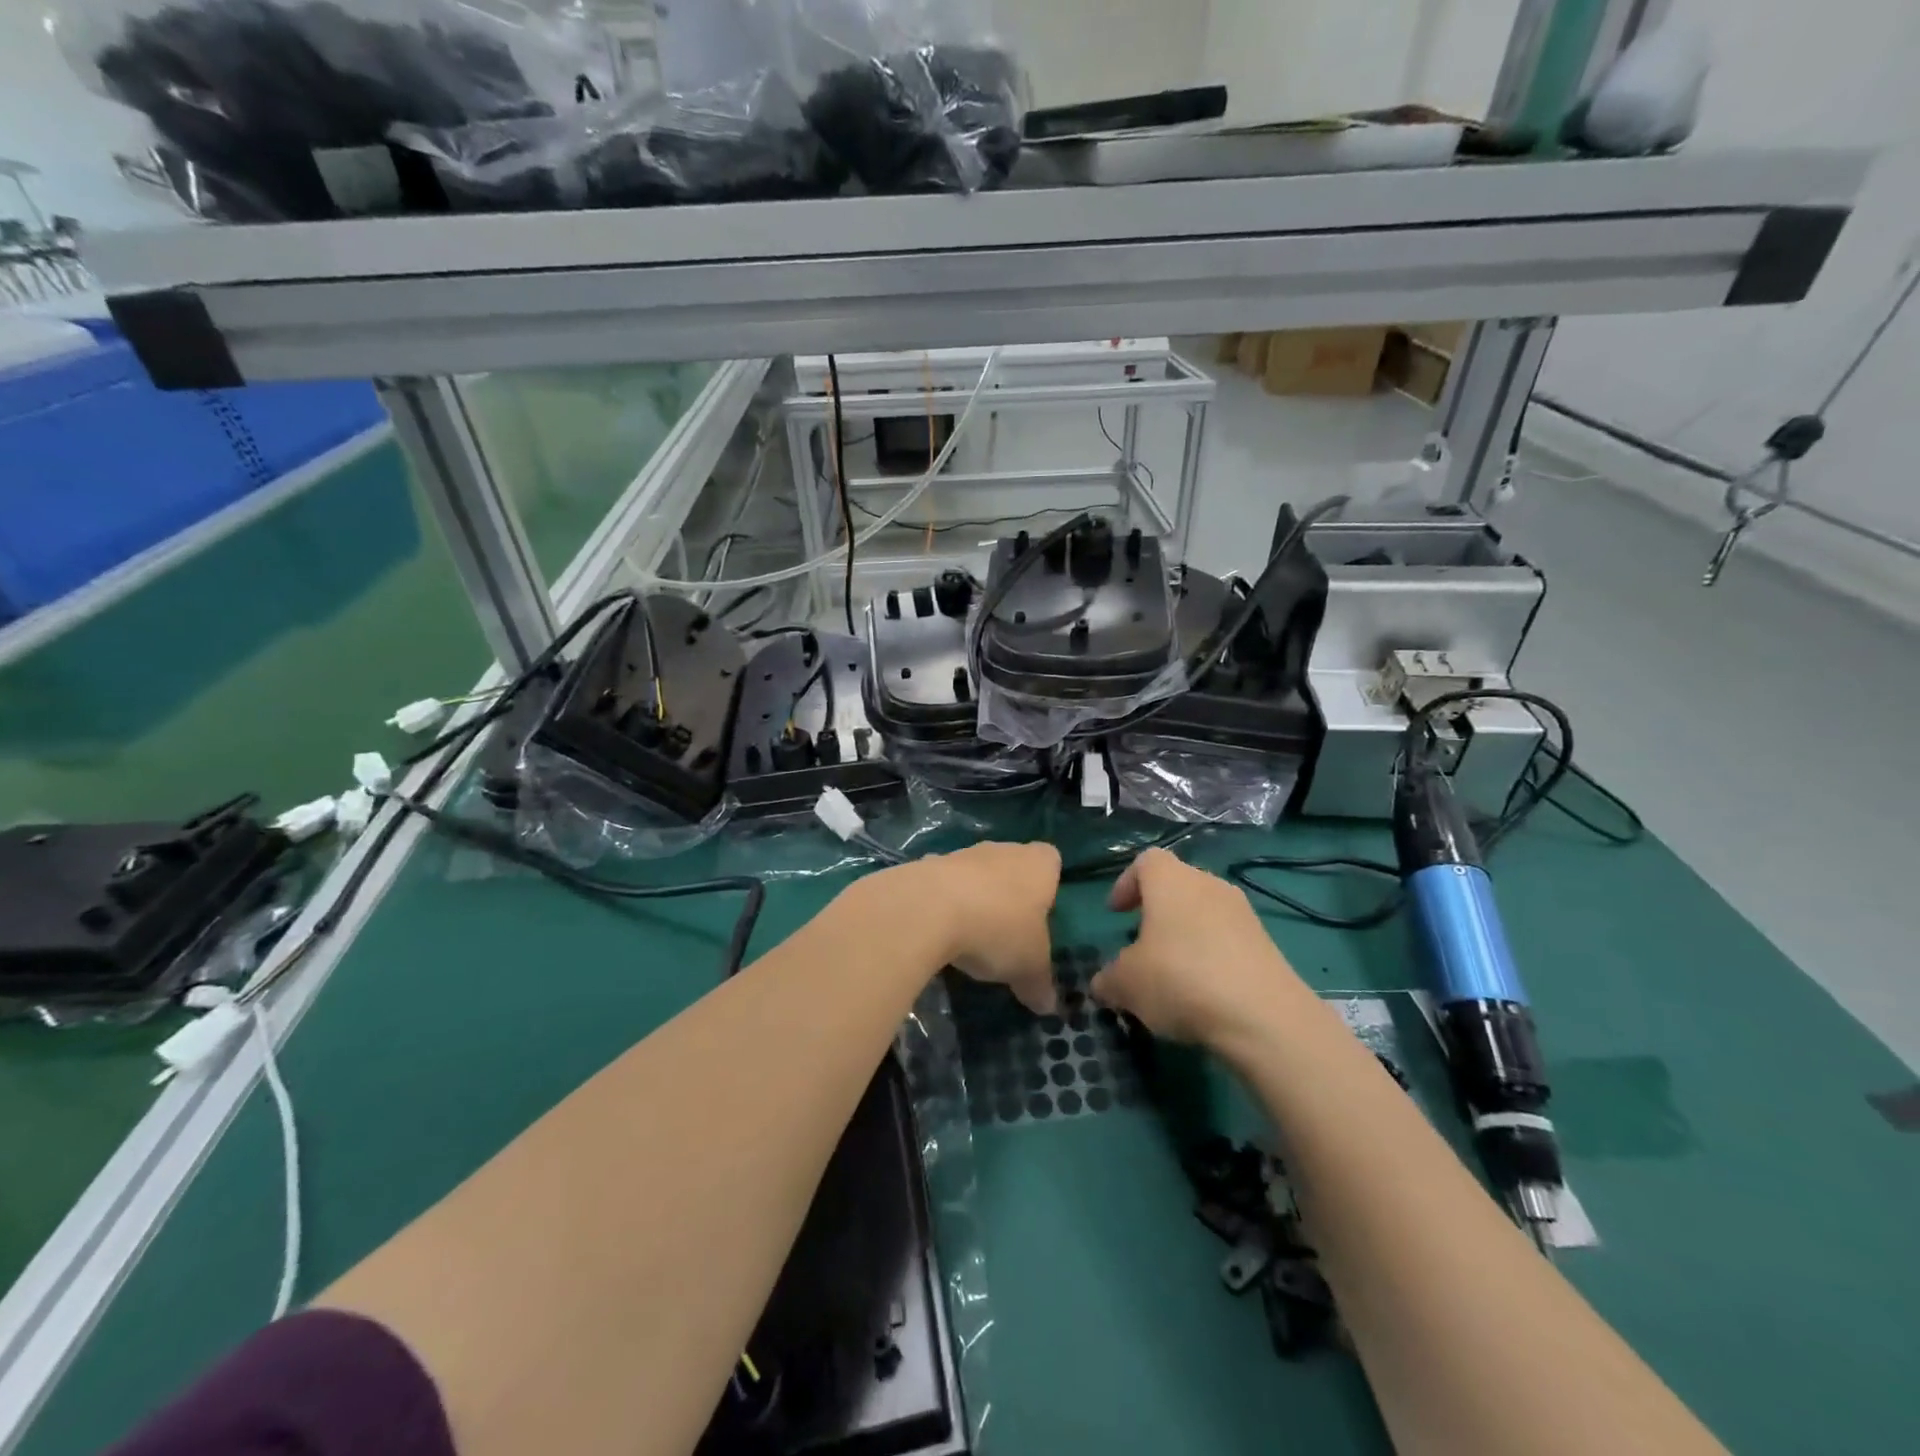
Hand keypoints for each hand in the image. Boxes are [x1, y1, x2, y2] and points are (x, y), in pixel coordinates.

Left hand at [902, 841, 1061, 1013]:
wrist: (930, 908)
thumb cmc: (998, 929)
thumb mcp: (1028, 967)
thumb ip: (1040, 985)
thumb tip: (1047, 1005)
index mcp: (1038, 865)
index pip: (1051, 860)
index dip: (1048, 884)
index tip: (1043, 912)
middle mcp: (1004, 850)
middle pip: (1012, 866)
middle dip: (1010, 893)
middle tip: (1009, 931)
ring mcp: (964, 853)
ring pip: (977, 873)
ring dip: (976, 896)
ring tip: (972, 935)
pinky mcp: (928, 865)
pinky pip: (943, 883)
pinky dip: (943, 901)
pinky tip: (939, 930)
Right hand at [1090, 849, 1306, 1046]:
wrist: (1263, 1016)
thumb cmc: (1180, 980)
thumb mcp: (1126, 984)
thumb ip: (1108, 979)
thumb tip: (1103, 984)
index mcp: (1171, 880)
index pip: (1145, 862)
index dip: (1127, 884)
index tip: (1116, 914)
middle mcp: (1208, 885)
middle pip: (1177, 885)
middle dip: (1157, 911)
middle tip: (1141, 944)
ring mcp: (1243, 913)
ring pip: (1204, 913)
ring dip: (1185, 935)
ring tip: (1172, 973)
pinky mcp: (1267, 943)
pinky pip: (1228, 939)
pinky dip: (1212, 956)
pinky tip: (1204, 992)